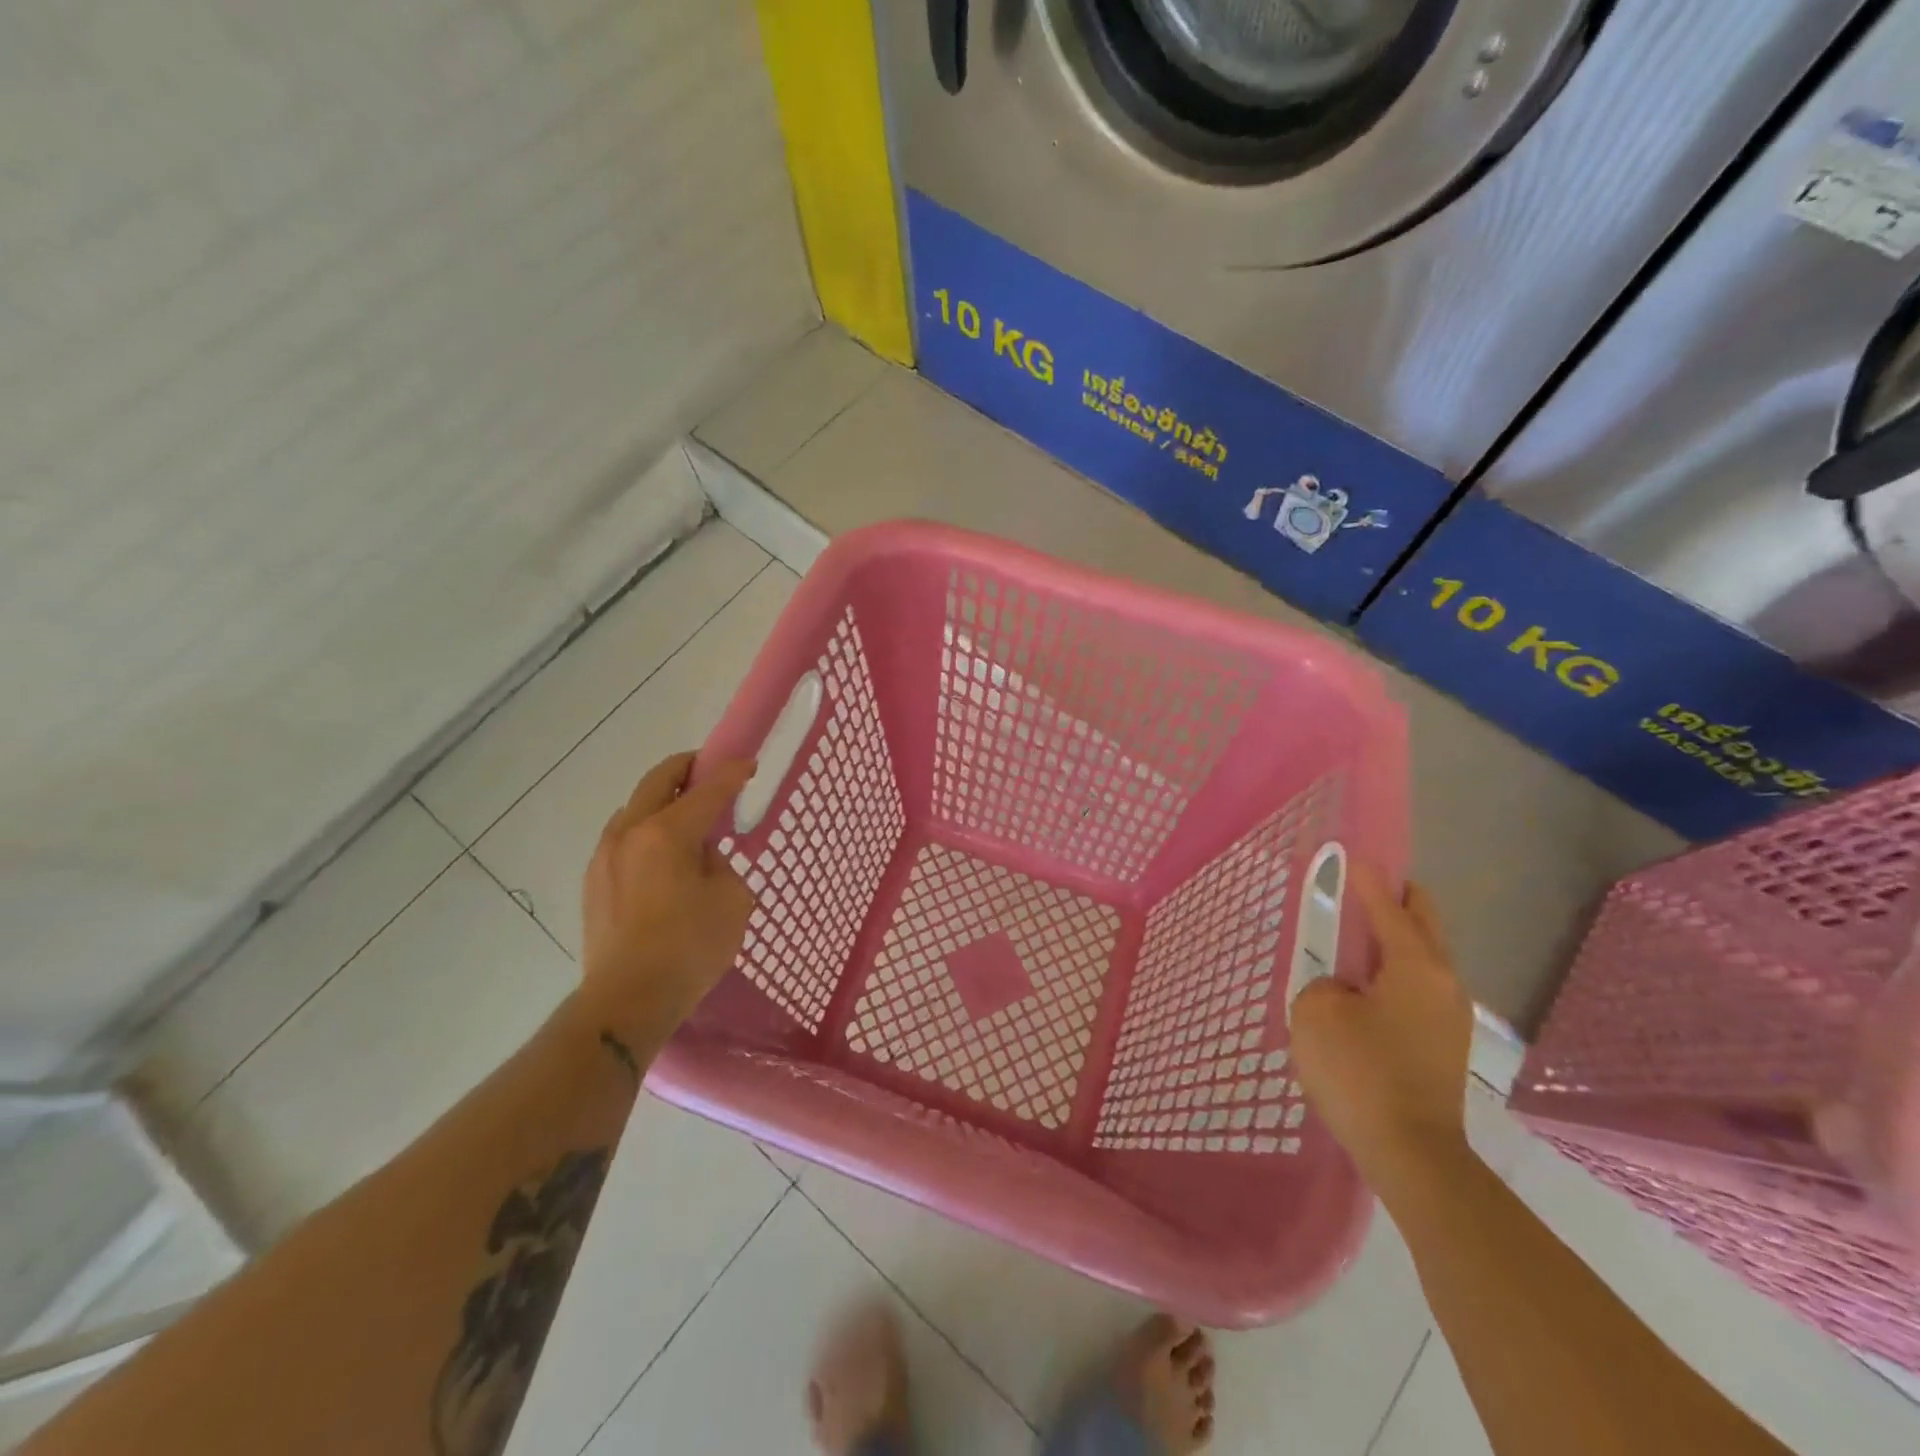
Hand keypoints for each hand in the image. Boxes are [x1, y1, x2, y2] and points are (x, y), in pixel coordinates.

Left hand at [577, 752, 755, 1052]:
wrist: (626, 1001)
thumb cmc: (689, 950)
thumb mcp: (731, 902)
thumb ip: (720, 866)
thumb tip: (701, 857)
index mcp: (667, 834)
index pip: (707, 790)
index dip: (731, 773)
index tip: (748, 763)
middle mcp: (630, 834)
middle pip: (657, 781)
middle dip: (686, 768)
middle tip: (709, 770)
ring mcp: (604, 857)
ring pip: (634, 808)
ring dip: (661, 800)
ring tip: (685, 816)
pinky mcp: (593, 882)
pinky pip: (622, 838)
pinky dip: (645, 830)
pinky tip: (661, 855)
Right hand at [1290, 866, 1473, 1197]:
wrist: (1410, 1154)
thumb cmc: (1360, 1071)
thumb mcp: (1316, 1012)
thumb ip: (1324, 983)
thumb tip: (1343, 990)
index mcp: (1416, 965)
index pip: (1390, 906)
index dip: (1368, 879)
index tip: (1355, 854)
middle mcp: (1443, 983)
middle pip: (1424, 923)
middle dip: (1398, 899)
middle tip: (1366, 885)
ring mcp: (1448, 1017)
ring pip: (1423, 958)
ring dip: (1395, 939)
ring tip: (1356, 936)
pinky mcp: (1442, 1046)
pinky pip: (1417, 989)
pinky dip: (1393, 972)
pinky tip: (1365, 987)